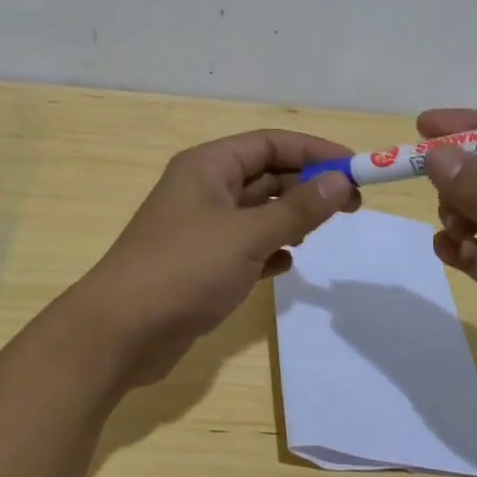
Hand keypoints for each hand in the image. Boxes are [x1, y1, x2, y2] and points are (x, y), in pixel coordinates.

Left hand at [75, 129, 359, 386]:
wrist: (121, 332)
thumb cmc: (184, 270)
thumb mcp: (247, 236)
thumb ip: (297, 210)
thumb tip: (340, 181)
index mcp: (207, 167)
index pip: (270, 143)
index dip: (314, 151)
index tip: (356, 169)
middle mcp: (203, 190)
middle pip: (265, 175)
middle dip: (307, 186)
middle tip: (353, 206)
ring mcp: (199, 228)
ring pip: (256, 212)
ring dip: (290, 218)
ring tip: (322, 232)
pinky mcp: (199, 264)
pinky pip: (244, 246)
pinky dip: (269, 250)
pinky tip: (286, 264)